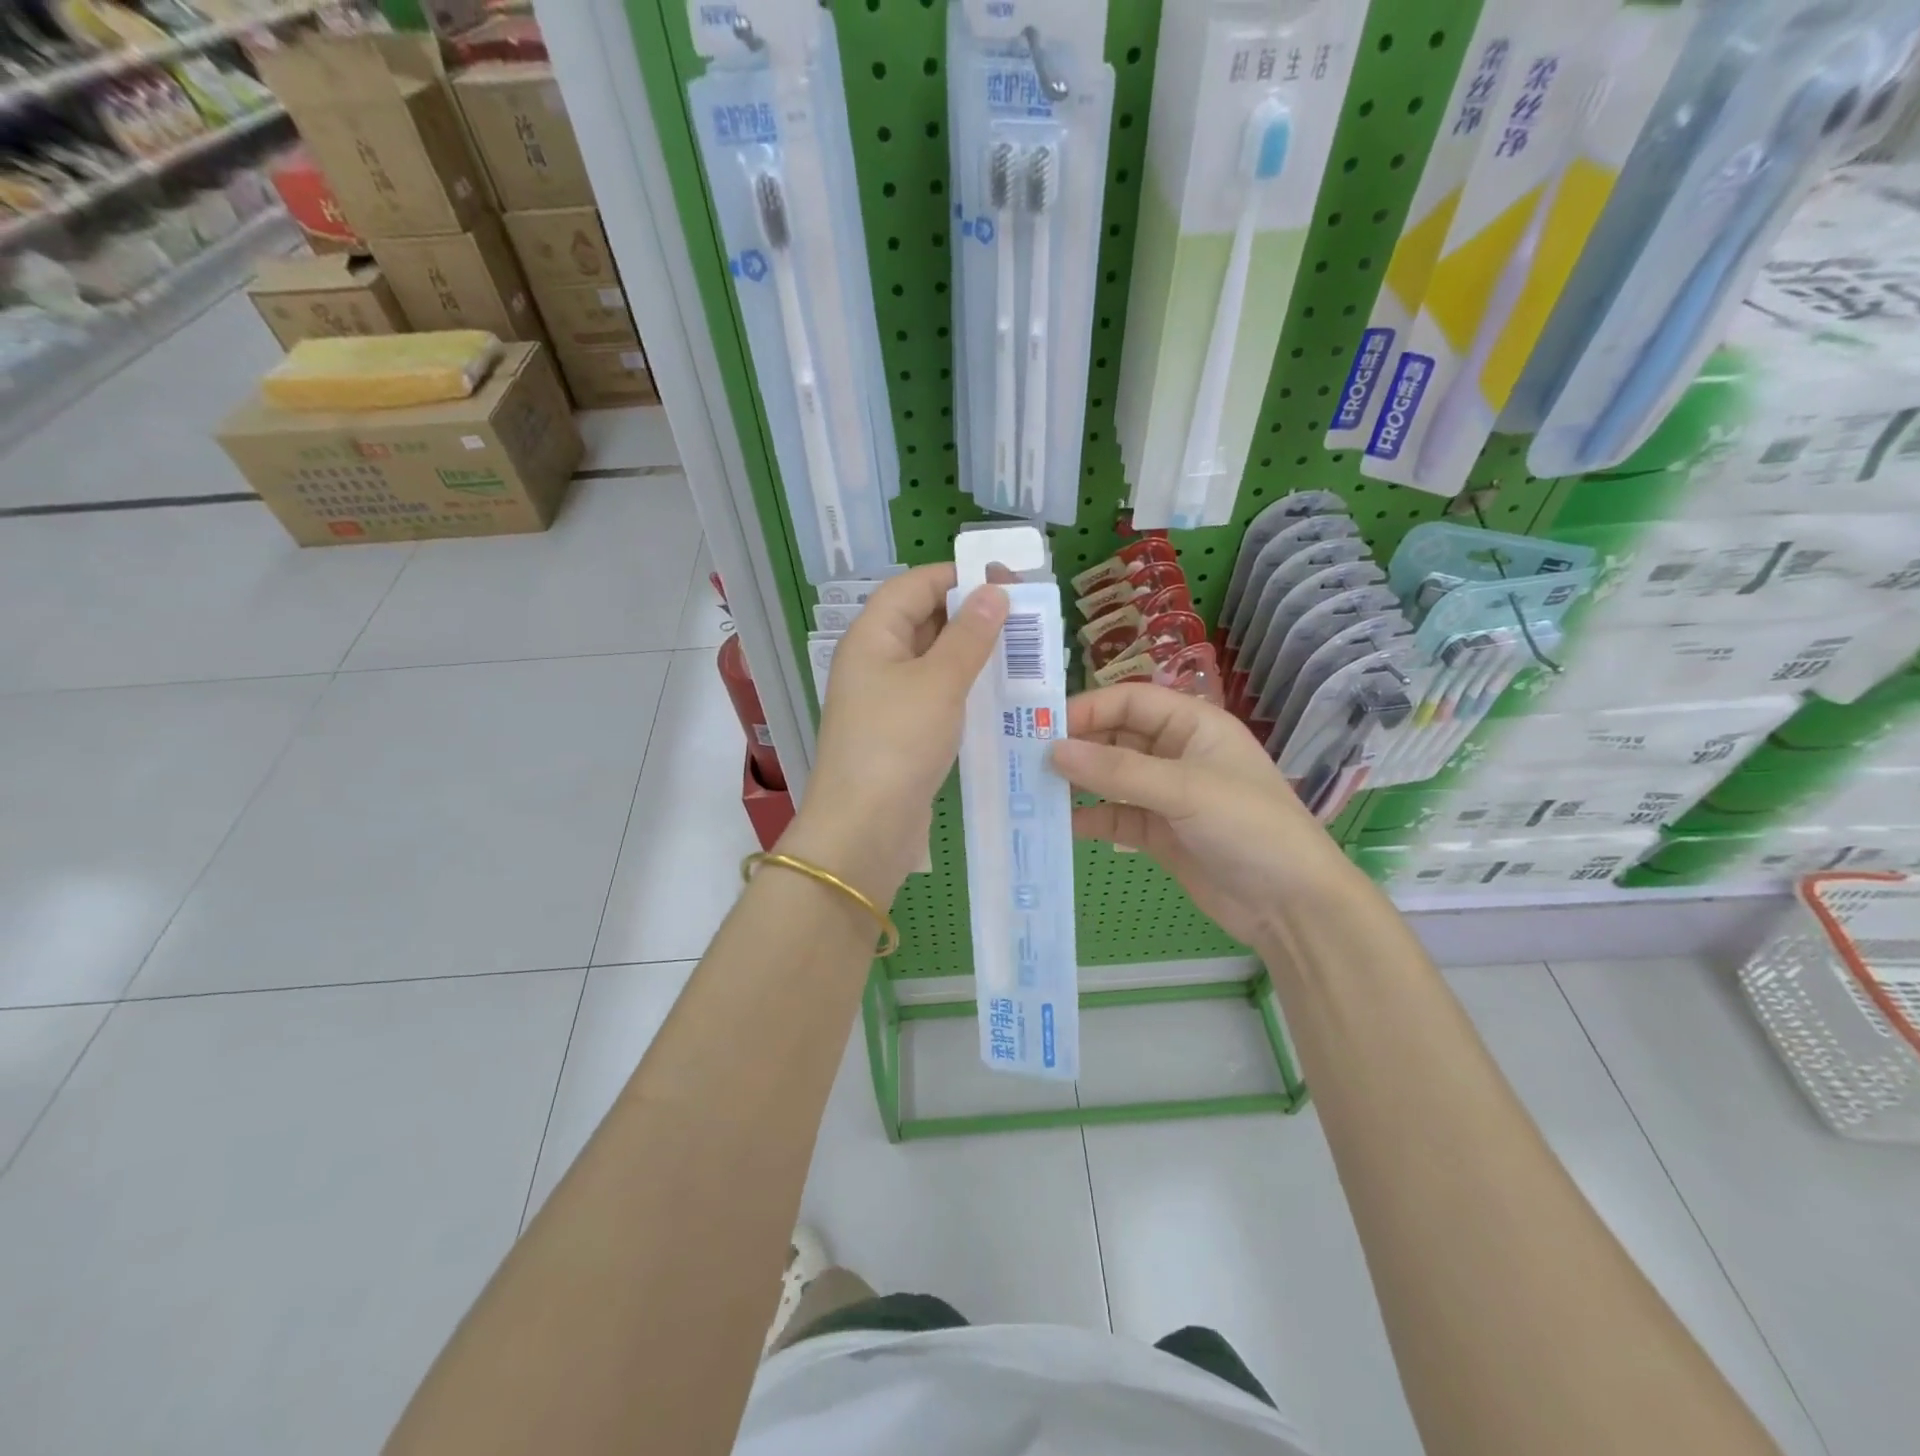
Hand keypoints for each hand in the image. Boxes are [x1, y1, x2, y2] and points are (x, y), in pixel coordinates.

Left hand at [781, 564, 1008, 903]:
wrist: (864, 829)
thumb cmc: (898, 743)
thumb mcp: (939, 682)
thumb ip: (969, 635)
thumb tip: (994, 592)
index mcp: (872, 637)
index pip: (914, 585)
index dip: (959, 577)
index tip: (1008, 581)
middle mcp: (874, 661)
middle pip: (923, 620)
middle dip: (972, 615)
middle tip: (1026, 619)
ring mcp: (886, 699)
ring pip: (933, 660)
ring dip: (973, 654)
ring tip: (1023, 653)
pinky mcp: (900, 733)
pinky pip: (936, 696)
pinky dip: (965, 689)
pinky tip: (1000, 695)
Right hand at [1050, 683, 1359, 947]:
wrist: (1291, 905)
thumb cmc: (1248, 827)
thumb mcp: (1184, 789)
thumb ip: (1118, 770)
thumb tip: (1053, 750)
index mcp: (1194, 725)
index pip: (1131, 702)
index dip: (1088, 709)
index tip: (1042, 727)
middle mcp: (1177, 753)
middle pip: (1116, 737)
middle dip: (1077, 746)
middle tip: (1026, 759)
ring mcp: (1167, 795)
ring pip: (1111, 778)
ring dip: (1078, 783)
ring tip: (1033, 790)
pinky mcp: (1159, 833)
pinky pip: (1115, 817)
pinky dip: (1090, 819)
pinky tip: (1060, 825)